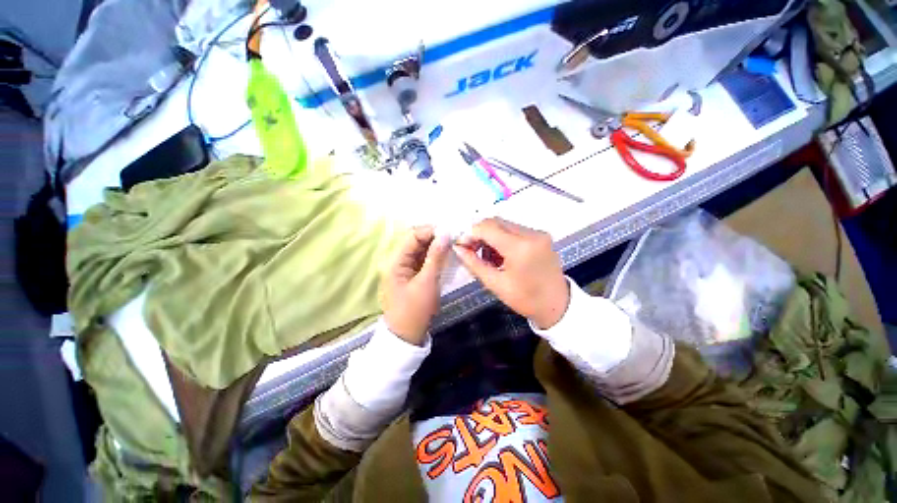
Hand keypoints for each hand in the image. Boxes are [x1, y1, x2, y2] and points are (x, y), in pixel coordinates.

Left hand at [382, 226, 450, 344]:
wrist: (407, 336)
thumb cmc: (415, 310)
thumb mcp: (427, 282)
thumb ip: (436, 257)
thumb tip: (445, 234)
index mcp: (395, 261)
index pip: (412, 236)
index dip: (430, 231)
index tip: (450, 231)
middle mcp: (398, 261)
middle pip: (417, 242)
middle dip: (435, 238)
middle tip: (454, 238)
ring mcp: (405, 269)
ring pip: (421, 251)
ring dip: (436, 247)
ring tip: (453, 245)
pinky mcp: (412, 276)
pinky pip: (423, 261)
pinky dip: (434, 257)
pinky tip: (446, 256)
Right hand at [454, 218, 569, 329]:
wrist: (557, 305)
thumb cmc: (525, 299)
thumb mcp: (495, 284)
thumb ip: (473, 263)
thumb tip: (457, 248)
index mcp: (520, 248)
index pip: (487, 227)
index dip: (470, 233)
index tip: (462, 246)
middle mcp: (531, 234)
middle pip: (495, 222)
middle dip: (479, 234)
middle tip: (472, 251)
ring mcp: (538, 233)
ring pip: (504, 225)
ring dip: (491, 236)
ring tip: (487, 257)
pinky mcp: (541, 235)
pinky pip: (515, 229)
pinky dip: (502, 238)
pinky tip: (501, 255)